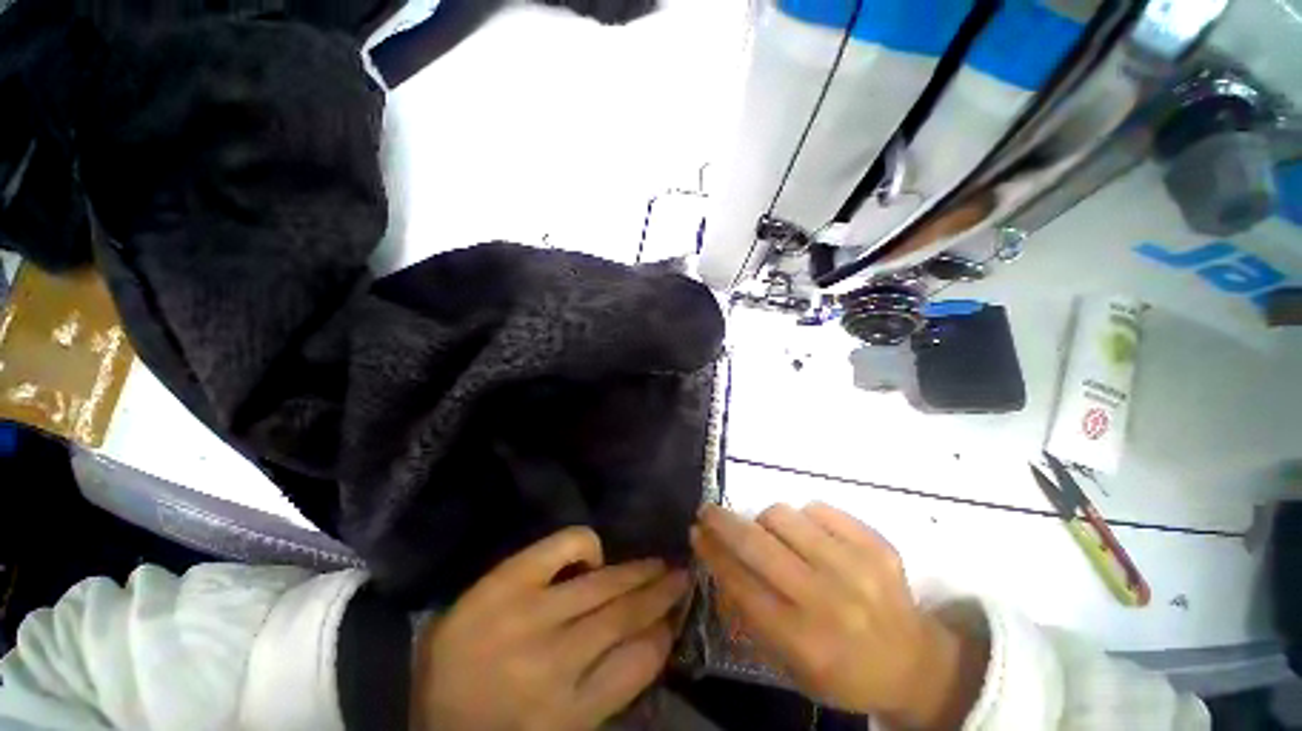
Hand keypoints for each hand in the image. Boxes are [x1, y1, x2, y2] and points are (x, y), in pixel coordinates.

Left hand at [412, 527, 689, 730]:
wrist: (418, 711)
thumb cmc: (494, 725)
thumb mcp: (558, 729)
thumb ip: (602, 695)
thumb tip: (647, 642)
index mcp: (568, 713)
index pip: (639, 663)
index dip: (664, 635)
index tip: (677, 619)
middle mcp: (555, 661)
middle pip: (626, 616)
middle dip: (662, 594)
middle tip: (684, 576)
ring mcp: (529, 614)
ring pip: (605, 584)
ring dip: (640, 571)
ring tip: (661, 561)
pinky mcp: (505, 581)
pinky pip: (563, 546)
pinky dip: (585, 544)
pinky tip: (594, 553)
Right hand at [692, 503, 987, 729]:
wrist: (915, 663)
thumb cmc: (844, 671)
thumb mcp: (790, 666)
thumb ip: (749, 616)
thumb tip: (718, 565)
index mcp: (805, 640)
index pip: (742, 584)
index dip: (713, 552)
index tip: (696, 533)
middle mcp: (828, 599)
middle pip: (758, 543)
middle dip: (723, 522)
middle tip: (708, 512)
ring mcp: (856, 566)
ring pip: (784, 515)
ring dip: (767, 522)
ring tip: (772, 535)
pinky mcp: (877, 543)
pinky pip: (818, 508)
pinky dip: (805, 518)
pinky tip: (811, 537)